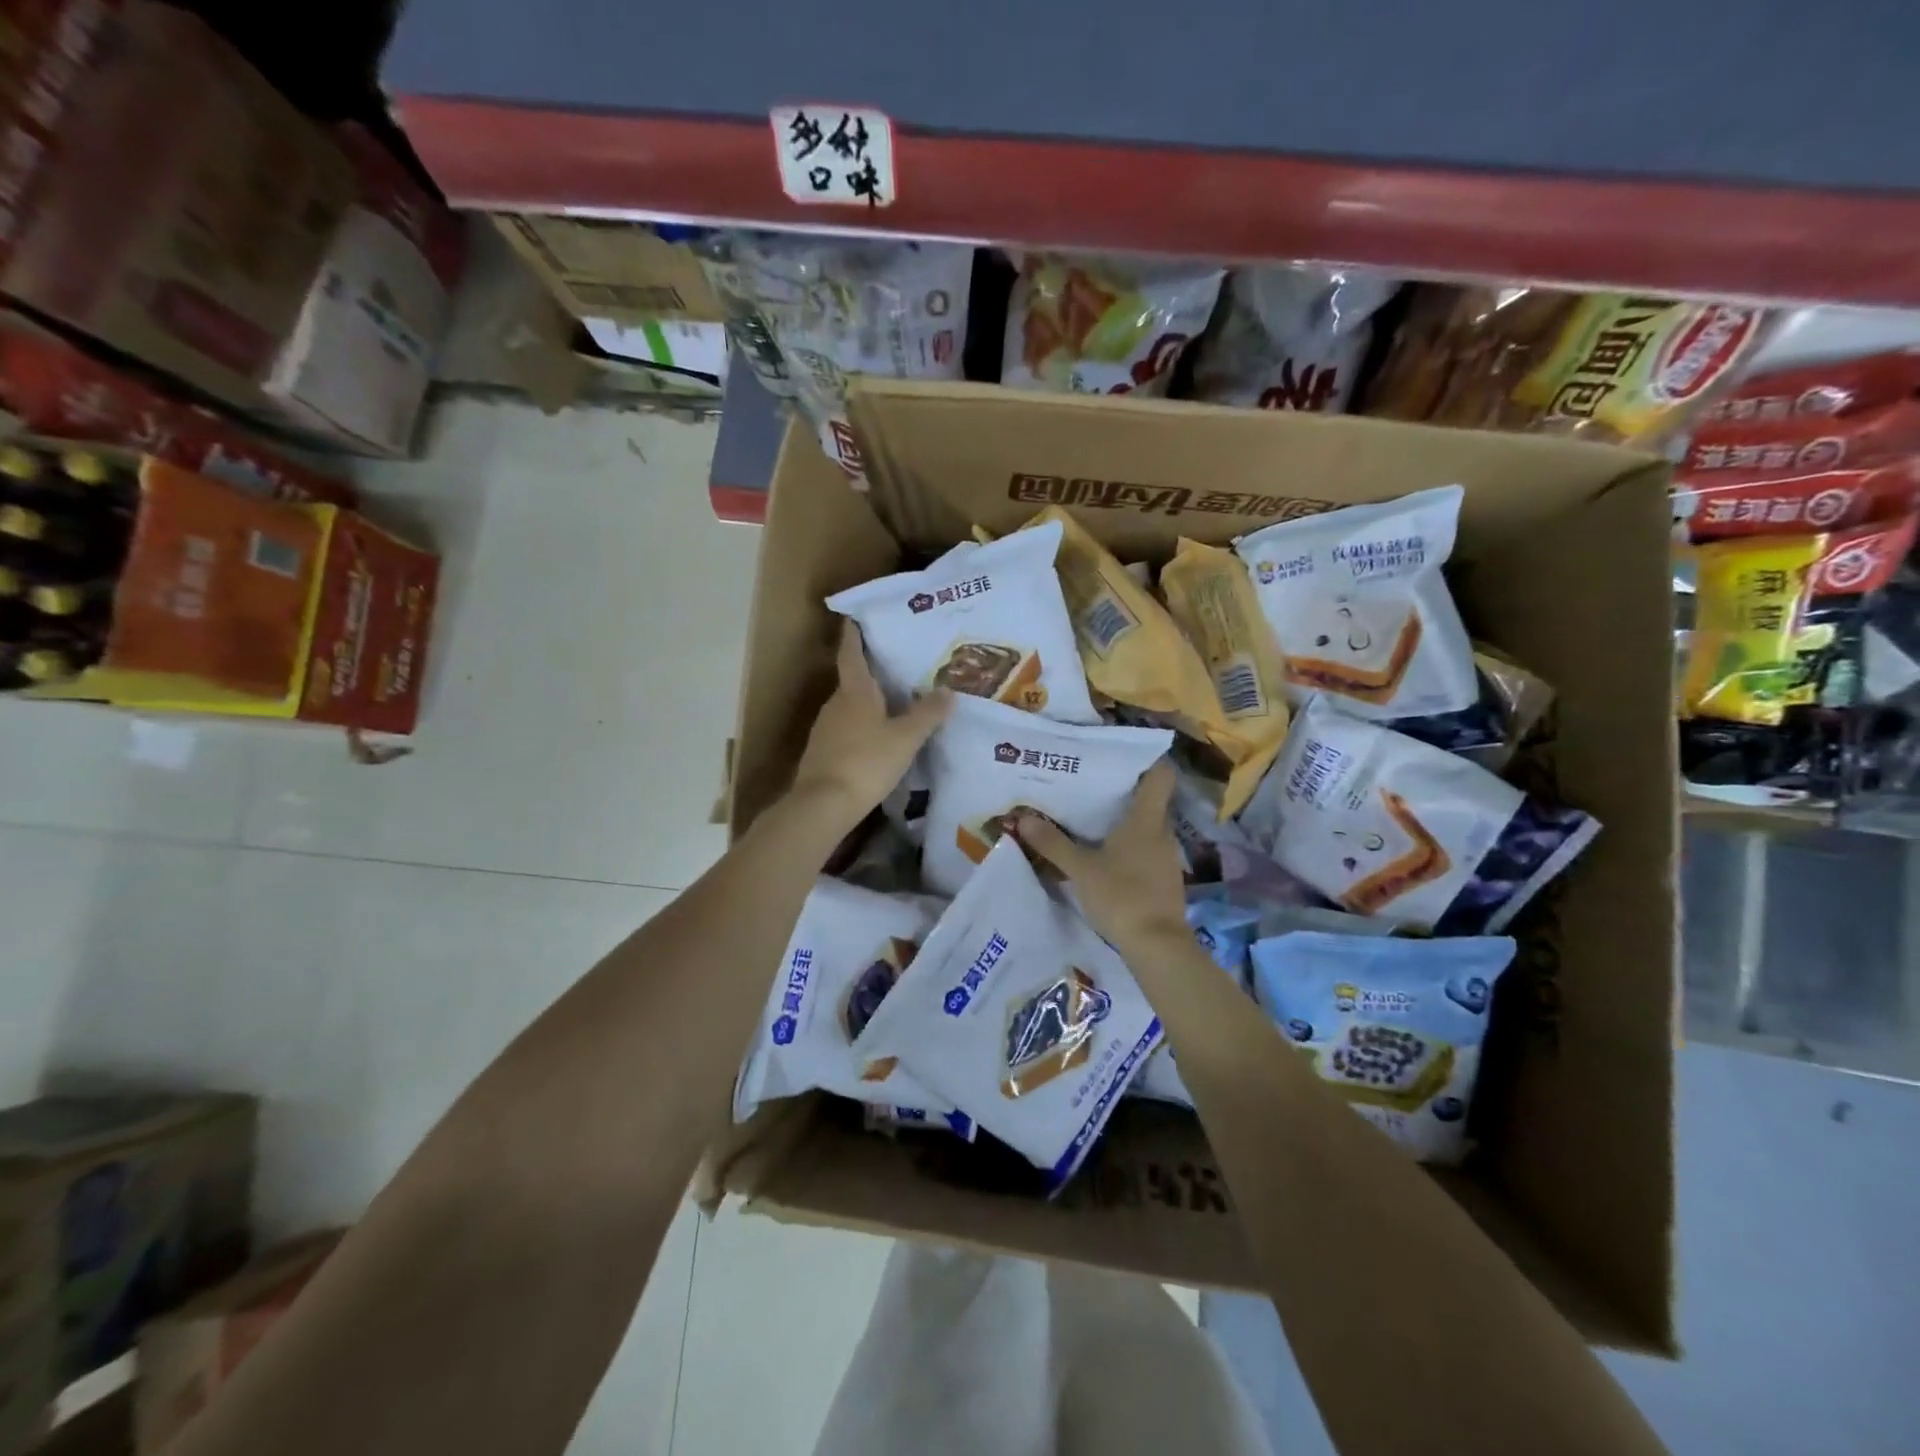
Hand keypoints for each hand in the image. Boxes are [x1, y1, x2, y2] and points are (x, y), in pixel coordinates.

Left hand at [791, 622, 950, 831]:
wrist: (823, 805)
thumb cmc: (866, 762)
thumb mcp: (906, 738)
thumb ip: (928, 714)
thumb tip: (948, 690)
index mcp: (854, 692)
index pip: (851, 653)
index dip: (853, 635)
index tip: (855, 618)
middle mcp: (836, 704)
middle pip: (853, 680)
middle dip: (871, 672)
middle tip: (897, 666)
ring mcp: (825, 729)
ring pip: (850, 707)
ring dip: (868, 703)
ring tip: (894, 704)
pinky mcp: (822, 753)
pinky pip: (846, 730)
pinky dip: (861, 727)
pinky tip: (877, 739)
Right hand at [1015, 760, 1187, 955]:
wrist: (1158, 946)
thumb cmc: (1121, 896)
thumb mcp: (1080, 869)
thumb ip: (1053, 843)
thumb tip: (1024, 818)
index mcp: (1146, 820)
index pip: (1161, 775)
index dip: (1148, 759)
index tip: (1124, 754)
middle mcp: (1162, 833)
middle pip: (1151, 801)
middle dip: (1126, 792)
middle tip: (1093, 785)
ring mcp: (1166, 858)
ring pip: (1148, 828)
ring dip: (1127, 823)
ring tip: (1094, 819)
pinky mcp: (1165, 881)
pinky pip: (1147, 852)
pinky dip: (1130, 848)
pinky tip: (1108, 856)